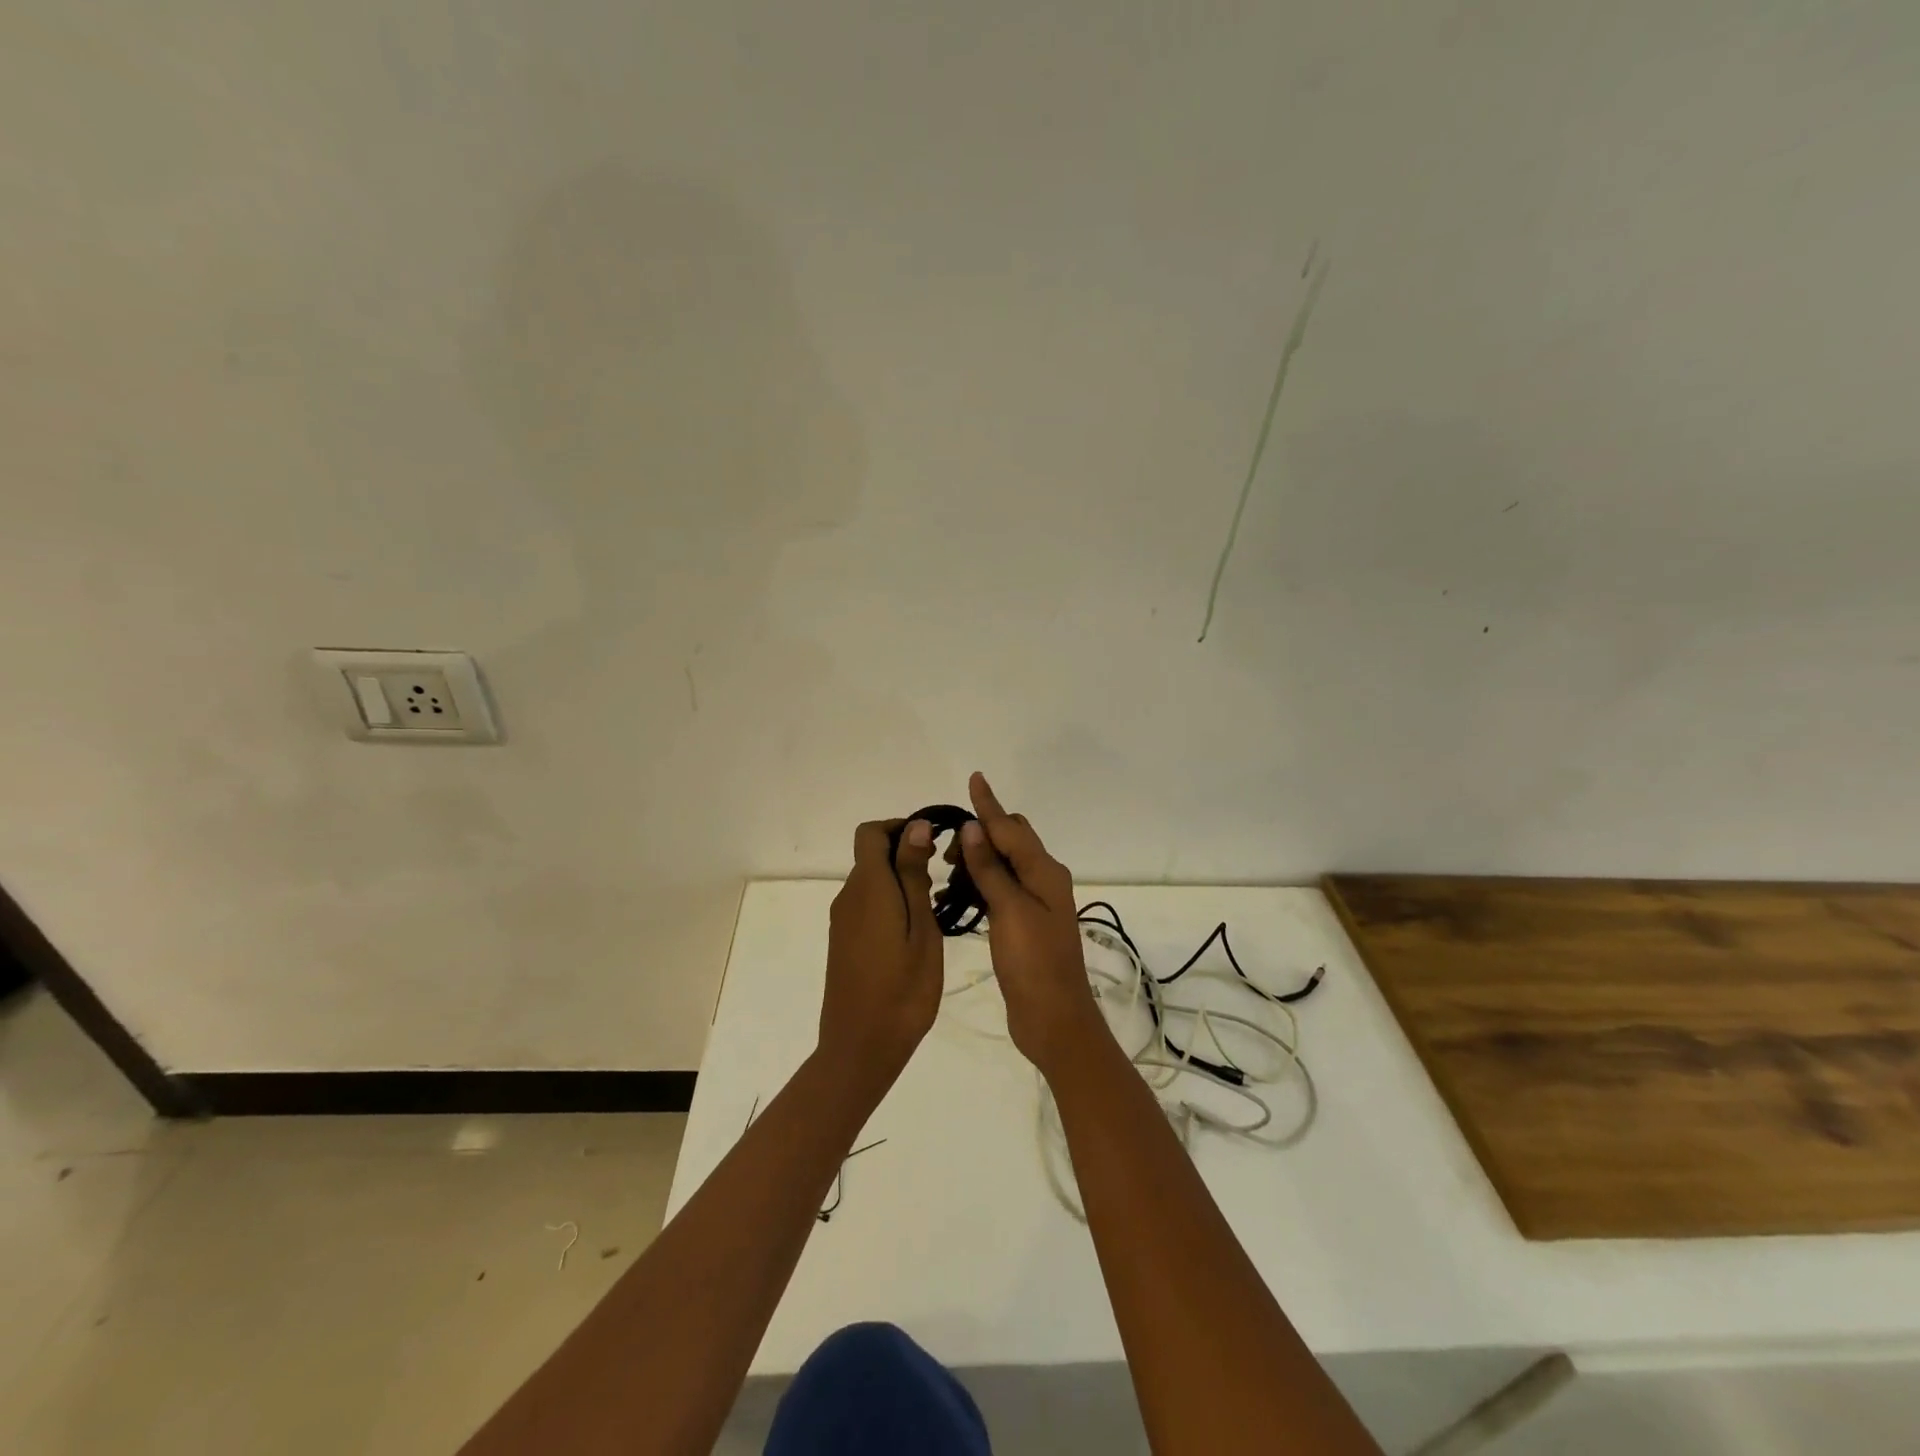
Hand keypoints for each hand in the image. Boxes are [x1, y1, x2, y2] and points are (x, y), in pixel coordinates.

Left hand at [820, 818, 942, 1081]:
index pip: (871, 832)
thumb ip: (914, 875)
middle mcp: (849, 896)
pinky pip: (866, 905)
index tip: (933, 845)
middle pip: (871, 855)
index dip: (900, 828)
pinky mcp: (843, 940)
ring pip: (871, 881)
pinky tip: (914, 931)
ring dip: (900, 881)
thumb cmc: (903, 989)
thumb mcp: (921, 929)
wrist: (861, 1047)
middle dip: (905, 854)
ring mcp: (842, 920)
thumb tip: (915, 826)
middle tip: (944, 879)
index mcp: (868, 887)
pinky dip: (890, 903)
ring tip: (935, 907)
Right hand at [957, 772, 1099, 1073]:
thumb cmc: (1033, 963)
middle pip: (1012, 840)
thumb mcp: (1009, 911)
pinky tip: (960, 892)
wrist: (1054, 1018)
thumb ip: (991, 869)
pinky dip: (982, 881)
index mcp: (1045, 872)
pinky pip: (1002, 887)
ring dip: (979, 858)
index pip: (1011, 827)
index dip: (989, 804)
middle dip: (981, 832)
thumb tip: (974, 828)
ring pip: (1006, 863)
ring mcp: (1037, 903)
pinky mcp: (1026, 923)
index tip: (974, 778)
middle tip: (947, 846)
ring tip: (946, 869)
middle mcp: (1044, 880)